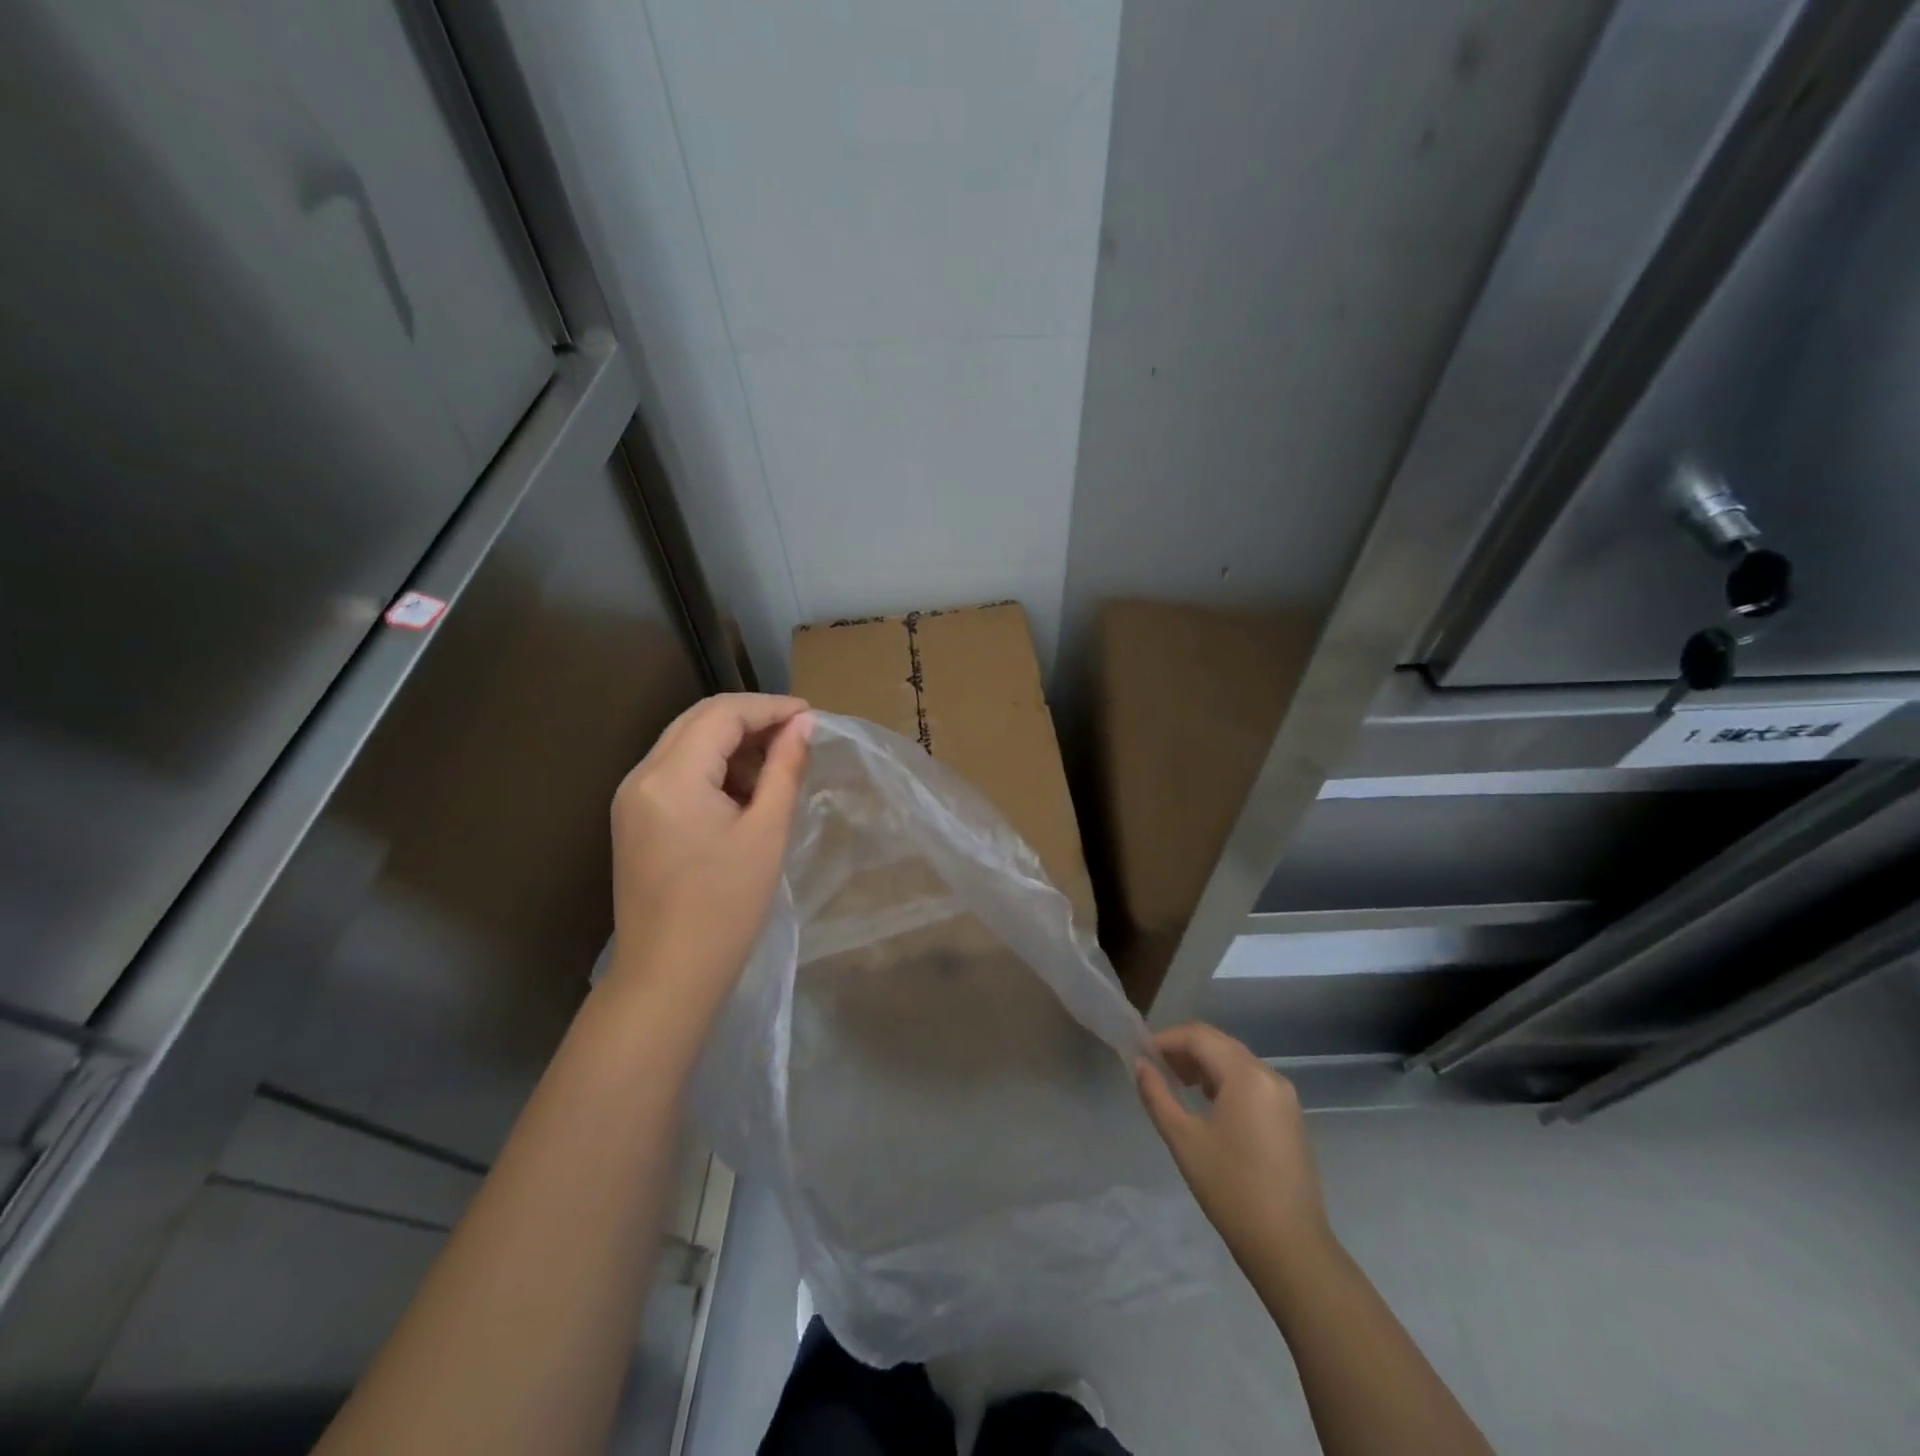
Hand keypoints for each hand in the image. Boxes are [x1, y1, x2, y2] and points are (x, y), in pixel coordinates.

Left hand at [608, 694, 812, 1019]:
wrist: (668, 975)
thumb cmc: (726, 906)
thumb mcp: (766, 832)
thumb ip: (785, 769)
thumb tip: (805, 724)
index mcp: (671, 776)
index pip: (722, 714)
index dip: (770, 708)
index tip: (811, 717)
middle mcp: (641, 776)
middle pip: (699, 720)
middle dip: (751, 720)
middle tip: (797, 737)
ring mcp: (631, 797)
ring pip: (686, 743)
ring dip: (731, 744)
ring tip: (775, 770)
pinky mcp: (633, 818)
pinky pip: (676, 772)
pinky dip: (712, 769)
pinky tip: (743, 793)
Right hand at [1136, 1023, 1333, 1269]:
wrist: (1291, 1247)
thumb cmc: (1231, 1189)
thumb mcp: (1184, 1139)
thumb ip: (1157, 1094)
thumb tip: (1140, 1064)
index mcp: (1246, 1075)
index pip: (1198, 1036)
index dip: (1166, 1039)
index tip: (1140, 1054)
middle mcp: (1269, 1075)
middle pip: (1219, 1043)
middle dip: (1184, 1049)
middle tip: (1154, 1066)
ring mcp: (1284, 1096)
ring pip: (1235, 1061)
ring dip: (1203, 1064)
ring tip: (1175, 1084)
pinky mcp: (1290, 1116)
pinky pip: (1251, 1081)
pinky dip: (1224, 1080)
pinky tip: (1206, 1102)